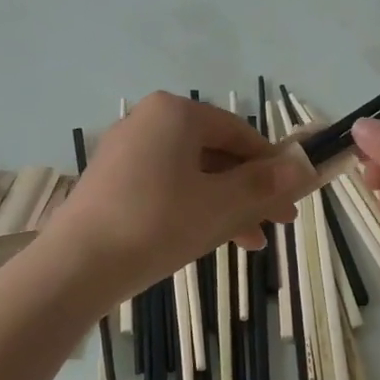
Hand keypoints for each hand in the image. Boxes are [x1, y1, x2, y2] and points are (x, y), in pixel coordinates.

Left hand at [45, 92, 311, 303]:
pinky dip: (192, 208)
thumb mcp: (223, 205)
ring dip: (225, 205)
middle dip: (249, 191)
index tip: (291, 201)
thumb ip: (266, 184)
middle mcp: (147, 121)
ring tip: (247, 242)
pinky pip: (165, 187)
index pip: (240, 133)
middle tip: (275, 225)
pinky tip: (208, 239)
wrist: (77, 266)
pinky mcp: (110, 181)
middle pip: (216, 154)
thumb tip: (303, 167)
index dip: (272, 167)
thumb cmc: (159, 224)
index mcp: (176, 113)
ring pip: (192, 174)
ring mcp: (124, 151)